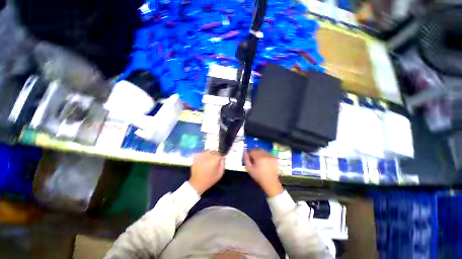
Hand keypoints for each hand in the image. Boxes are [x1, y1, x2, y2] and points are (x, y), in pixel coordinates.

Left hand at [189, 151, 224, 194]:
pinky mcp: (196, 157)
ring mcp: (201, 155)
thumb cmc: (210, 179)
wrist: (197, 183)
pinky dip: (203, 155)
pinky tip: (203, 160)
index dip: (220, 157)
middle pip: (214, 151)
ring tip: (208, 161)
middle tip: (214, 161)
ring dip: (209, 154)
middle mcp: (208, 155)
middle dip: (215, 155)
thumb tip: (222, 158)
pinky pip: (202, 153)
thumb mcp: (220, 173)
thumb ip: (223, 164)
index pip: (220, 153)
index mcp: (214, 159)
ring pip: (208, 151)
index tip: (220, 160)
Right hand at [244, 149, 282, 196]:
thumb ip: (246, 159)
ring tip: (259, 161)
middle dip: (254, 153)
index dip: (249, 154)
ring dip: (260, 153)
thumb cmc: (258, 176)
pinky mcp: (275, 158)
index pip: (252, 151)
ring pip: (263, 151)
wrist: (270, 182)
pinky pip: (268, 153)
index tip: (249, 159)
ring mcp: (271, 156)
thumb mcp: (249, 169)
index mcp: (259, 157)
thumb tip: (244, 152)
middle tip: (254, 159)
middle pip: (258, 149)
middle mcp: (266, 155)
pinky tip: (265, 161)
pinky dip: (265, 155)